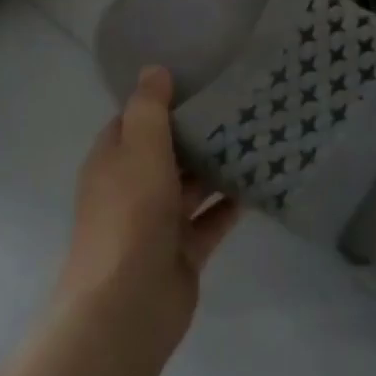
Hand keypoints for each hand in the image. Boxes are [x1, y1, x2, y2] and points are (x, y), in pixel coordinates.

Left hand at [57, 67, 241, 347]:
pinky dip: (232, 203)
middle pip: (168, 151)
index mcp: (113, 162)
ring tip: (260, 135)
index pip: (135, 120)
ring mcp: (159, 222)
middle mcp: (133, 188)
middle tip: (242, 102)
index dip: (162, 100)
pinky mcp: (185, 250)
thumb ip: (148, 108)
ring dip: (219, 166)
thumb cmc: (130, 216)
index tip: (200, 77)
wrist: (127, 306)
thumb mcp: (138, 149)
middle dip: (199, 131)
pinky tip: (262, 181)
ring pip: (193, 185)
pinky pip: (212, 218)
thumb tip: (153, 69)